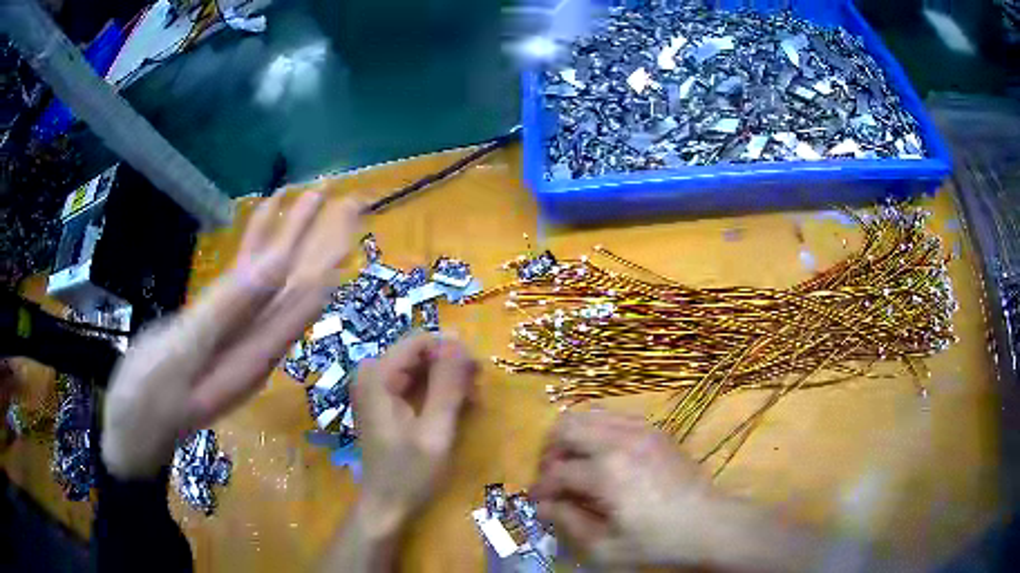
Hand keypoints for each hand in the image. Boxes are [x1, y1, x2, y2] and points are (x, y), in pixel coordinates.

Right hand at [102, 190, 360, 478]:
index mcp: (256, 353)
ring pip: (275, 278)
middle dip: (323, 241)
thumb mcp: (180, 357)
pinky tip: (266, 215)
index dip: (326, 255)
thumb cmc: (145, 400)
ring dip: (294, 237)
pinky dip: (255, 246)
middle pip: (298, 285)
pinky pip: (242, 280)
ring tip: (313, 195)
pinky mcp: (216, 326)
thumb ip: (225, 312)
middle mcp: (257, 343)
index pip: (302, 297)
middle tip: (352, 200)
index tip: (351, 219)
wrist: (131, 431)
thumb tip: (275, 269)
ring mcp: (237, 333)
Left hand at [351, 333, 478, 535]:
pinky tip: (454, 408)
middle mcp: (371, 374)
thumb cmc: (409, 473)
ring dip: (446, 380)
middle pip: (418, 352)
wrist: (386, 505)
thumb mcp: (435, 431)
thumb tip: (459, 339)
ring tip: (471, 402)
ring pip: (418, 367)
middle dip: (450, 367)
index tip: (477, 373)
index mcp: (377, 376)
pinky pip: (412, 382)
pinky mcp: (381, 400)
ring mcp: (374, 387)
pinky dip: (435, 391)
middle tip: (477, 391)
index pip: (419, 341)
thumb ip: (447, 385)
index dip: (451, 351)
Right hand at [532, 412, 819, 570]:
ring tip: (574, 465)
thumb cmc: (657, 542)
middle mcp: (619, 441)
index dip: (541, 489)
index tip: (537, 503)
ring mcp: (640, 430)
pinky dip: (598, 431)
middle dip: (550, 453)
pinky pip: (615, 416)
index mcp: (606, 472)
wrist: (708, 524)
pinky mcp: (655, 430)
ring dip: (572, 438)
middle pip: (566, 427)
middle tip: (553, 478)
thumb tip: (544, 506)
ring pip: (589, 414)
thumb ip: (569, 523)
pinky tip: (603, 456)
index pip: (557, 473)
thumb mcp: (606, 547)